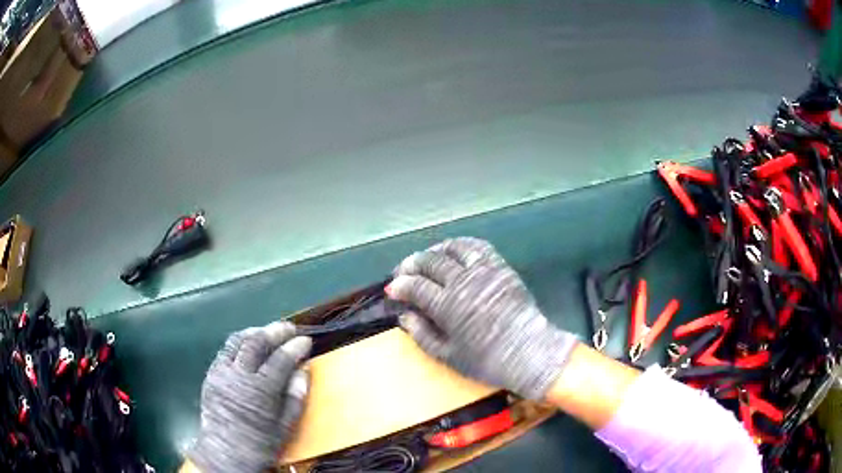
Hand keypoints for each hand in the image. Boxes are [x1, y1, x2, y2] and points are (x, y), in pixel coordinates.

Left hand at [187, 322, 311, 472]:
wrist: (225, 453)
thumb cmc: (259, 444)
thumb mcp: (285, 427)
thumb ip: (295, 397)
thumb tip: (304, 370)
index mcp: (260, 391)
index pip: (280, 359)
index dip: (295, 347)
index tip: (306, 340)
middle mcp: (238, 375)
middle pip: (256, 343)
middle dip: (275, 331)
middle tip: (289, 328)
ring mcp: (221, 373)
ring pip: (237, 341)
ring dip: (254, 332)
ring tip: (268, 331)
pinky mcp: (211, 375)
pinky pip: (224, 351)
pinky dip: (238, 343)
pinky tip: (247, 345)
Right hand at [387, 237, 577, 399]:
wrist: (529, 353)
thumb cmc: (487, 361)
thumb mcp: (448, 356)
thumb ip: (422, 334)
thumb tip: (404, 317)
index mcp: (448, 306)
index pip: (416, 287)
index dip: (400, 285)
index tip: (392, 289)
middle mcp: (464, 282)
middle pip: (430, 262)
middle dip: (411, 264)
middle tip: (403, 271)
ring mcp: (485, 272)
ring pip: (453, 248)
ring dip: (435, 250)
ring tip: (426, 257)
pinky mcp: (501, 268)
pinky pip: (479, 247)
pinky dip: (462, 245)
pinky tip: (455, 251)